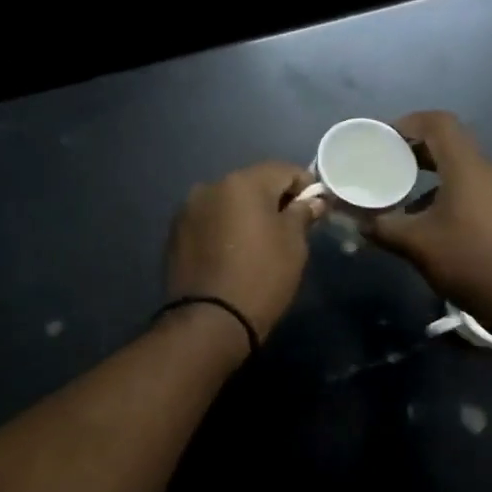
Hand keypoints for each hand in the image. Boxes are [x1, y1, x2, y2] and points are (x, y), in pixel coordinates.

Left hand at [165, 161, 325, 343]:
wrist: (209, 321)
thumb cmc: (262, 277)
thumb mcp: (293, 245)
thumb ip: (302, 214)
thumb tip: (313, 201)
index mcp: (243, 182)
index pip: (284, 170)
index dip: (305, 186)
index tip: (315, 208)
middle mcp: (211, 186)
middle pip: (253, 183)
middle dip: (273, 198)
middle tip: (290, 226)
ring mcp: (189, 209)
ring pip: (228, 201)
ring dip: (246, 213)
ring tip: (259, 242)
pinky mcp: (176, 233)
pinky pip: (210, 220)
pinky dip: (224, 228)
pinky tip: (233, 252)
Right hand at [365, 111, 491, 322]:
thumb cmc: (469, 261)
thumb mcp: (416, 245)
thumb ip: (382, 227)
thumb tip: (357, 222)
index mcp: (468, 167)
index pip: (439, 123)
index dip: (410, 122)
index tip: (385, 138)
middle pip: (453, 144)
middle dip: (419, 151)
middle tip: (390, 165)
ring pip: (467, 170)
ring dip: (436, 177)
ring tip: (409, 199)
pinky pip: (480, 190)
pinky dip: (455, 194)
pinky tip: (438, 223)